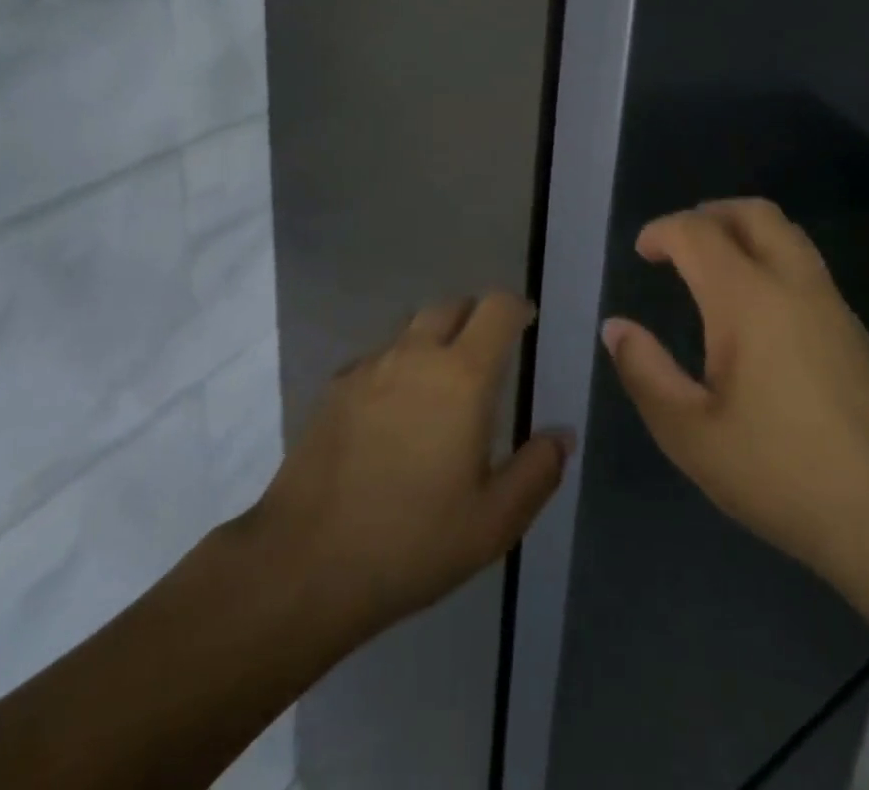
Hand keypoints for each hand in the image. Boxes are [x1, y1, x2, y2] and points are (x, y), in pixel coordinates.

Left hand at [245, 294, 570, 644]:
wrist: (306, 562)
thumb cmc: (413, 542)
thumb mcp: (494, 523)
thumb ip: (537, 471)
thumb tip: (562, 434)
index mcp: (462, 376)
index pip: (497, 308)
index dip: (517, 307)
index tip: (527, 322)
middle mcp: (415, 354)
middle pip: (451, 306)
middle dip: (475, 318)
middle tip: (488, 356)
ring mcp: (369, 367)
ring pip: (411, 329)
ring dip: (434, 341)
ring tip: (440, 388)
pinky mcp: (335, 388)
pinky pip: (378, 358)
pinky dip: (397, 367)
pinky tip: (393, 415)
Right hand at [602, 199, 868, 584]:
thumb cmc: (782, 474)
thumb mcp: (691, 434)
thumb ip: (646, 372)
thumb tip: (616, 327)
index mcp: (747, 299)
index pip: (697, 232)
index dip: (662, 231)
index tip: (642, 253)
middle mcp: (793, 284)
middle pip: (752, 213)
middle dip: (708, 214)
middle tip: (678, 245)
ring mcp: (832, 305)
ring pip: (786, 235)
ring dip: (743, 232)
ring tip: (712, 267)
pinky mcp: (854, 332)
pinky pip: (805, 266)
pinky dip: (770, 259)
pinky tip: (755, 311)